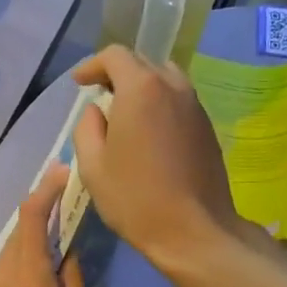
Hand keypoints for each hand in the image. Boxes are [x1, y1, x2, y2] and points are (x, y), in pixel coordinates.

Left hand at [0, 163, 87, 286]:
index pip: (32, 219)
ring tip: (56, 226)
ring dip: (30, 232)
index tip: (62, 172)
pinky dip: (20, 255)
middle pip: (19, 228)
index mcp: (31, 282)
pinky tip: (36, 264)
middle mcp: (4, 276)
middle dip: (40, 206)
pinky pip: (3, 266)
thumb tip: (70, 257)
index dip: (45, 190)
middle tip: (65, 195)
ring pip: (9, 246)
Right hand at [71, 46, 250, 284]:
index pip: (115, 56)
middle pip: (143, 63)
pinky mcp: (207, 127)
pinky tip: (149, 132)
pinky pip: (179, 101)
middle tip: (99, 96)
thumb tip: (96, 111)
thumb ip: (87, 127)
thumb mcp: (93, 165)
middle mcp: (173, 87)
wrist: (194, 231)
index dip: (92, 65)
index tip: (79, 83)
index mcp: (142, 90)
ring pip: (165, 79)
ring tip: (125, 113)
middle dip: (117, 73)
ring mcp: (195, 106)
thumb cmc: (135, 199)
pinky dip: (160, 104)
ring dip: (142, 87)